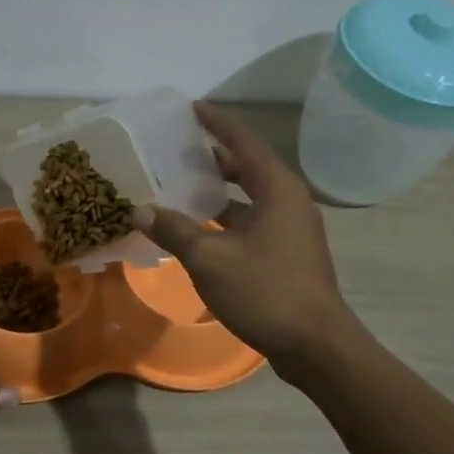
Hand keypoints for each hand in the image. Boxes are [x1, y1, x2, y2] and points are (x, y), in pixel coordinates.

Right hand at [133, 102, 362, 384]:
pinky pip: (255, 220)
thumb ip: (174, 230)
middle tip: (180, 150)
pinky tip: (202, 229)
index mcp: (277, 189)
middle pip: (249, 167)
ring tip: (184, 186)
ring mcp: (293, 229)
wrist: (315, 344)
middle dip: (216, 157)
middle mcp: (289, 201)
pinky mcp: (290, 253)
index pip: (244, 143)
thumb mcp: (209, 258)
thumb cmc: (265, 291)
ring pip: (252, 197)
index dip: (217, 123)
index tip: (193, 108)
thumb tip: (138, 209)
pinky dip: (228, 217)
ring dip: (221, 191)